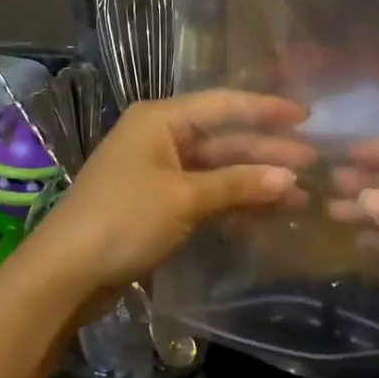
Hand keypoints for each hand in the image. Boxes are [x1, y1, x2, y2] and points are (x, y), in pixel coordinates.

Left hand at [14, 90, 310, 308]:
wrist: (65, 273)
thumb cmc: (124, 219)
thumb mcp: (185, 198)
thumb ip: (238, 185)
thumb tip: (290, 178)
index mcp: (161, 120)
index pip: (224, 105)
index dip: (266, 109)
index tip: (306, 117)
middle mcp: (160, 138)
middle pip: (223, 139)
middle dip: (266, 152)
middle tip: (313, 163)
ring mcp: (158, 172)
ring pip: (217, 170)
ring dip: (254, 181)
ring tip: (298, 195)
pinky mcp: (157, 204)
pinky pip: (204, 194)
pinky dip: (232, 202)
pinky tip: (264, 214)